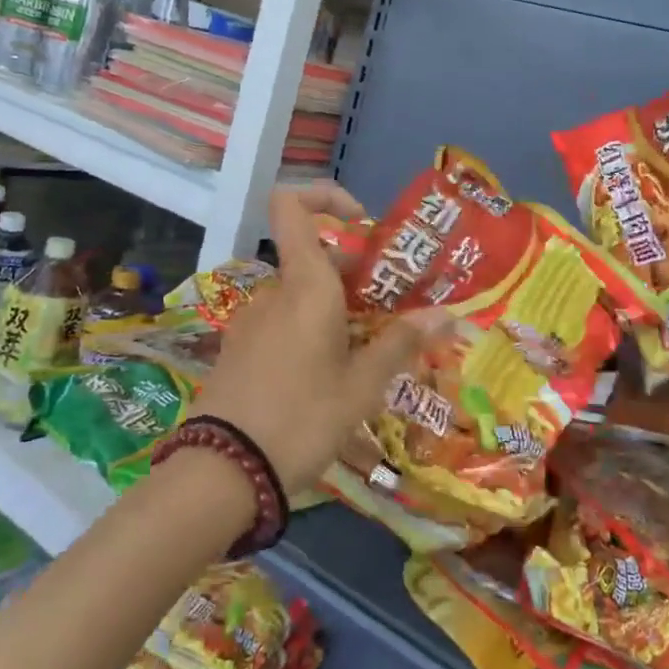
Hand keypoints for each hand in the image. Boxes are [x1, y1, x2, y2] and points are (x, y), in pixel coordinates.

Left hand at [190, 181, 448, 494]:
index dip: (324, 196)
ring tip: (369, 351)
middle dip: (355, 273)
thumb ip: (401, 344)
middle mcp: (274, 292)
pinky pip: (283, 322)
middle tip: (392, 309)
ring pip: (301, 295)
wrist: (222, 472)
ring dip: (336, 309)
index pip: (291, 203)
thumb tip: (446, 314)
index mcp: (305, 285)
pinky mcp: (240, 348)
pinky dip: (310, 331)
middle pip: (313, 257)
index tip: (362, 224)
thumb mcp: (361, 386)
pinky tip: (330, 375)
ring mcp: (252, 320)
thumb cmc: (302, 419)